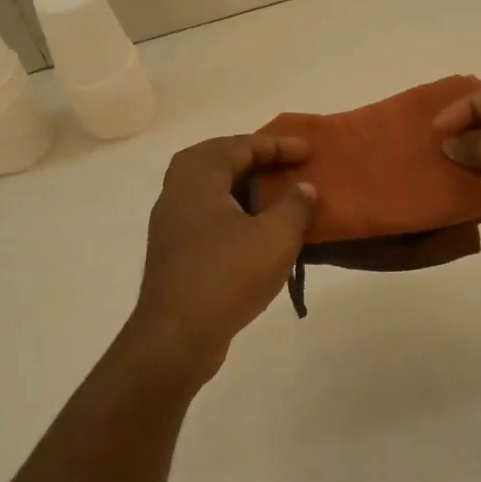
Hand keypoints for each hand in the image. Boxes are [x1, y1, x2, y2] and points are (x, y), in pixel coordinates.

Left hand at [124, 134, 317, 380]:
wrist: (177, 336)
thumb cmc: (227, 274)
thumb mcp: (275, 236)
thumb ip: (295, 206)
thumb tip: (304, 188)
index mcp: (198, 175)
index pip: (241, 145)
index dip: (278, 145)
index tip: (308, 151)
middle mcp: (177, 191)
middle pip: (218, 161)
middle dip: (254, 159)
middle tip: (286, 165)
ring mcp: (171, 224)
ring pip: (211, 191)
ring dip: (244, 189)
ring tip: (276, 197)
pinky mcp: (175, 253)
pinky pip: (208, 218)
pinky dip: (234, 215)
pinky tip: (257, 234)